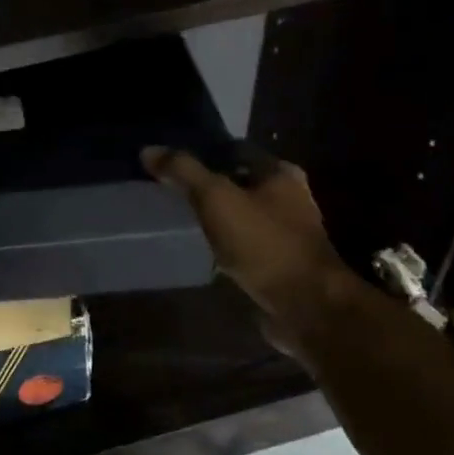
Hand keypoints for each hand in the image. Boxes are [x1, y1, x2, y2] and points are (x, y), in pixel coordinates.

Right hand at [141, 146, 354, 350]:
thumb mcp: (217, 199)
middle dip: (210, 185)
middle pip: (240, 182)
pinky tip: (201, 249)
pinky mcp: (278, 263)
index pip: (236, 150)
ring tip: (180, 218)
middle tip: (171, 190)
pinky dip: (224, 243)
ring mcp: (286, 233)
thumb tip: (148, 150)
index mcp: (280, 174)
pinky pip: (243, 244)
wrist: (304, 304)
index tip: (172, 160)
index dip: (204, 151)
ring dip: (217, 216)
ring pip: (241, 214)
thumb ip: (184, 172)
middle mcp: (289, 198)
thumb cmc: (264, 243)